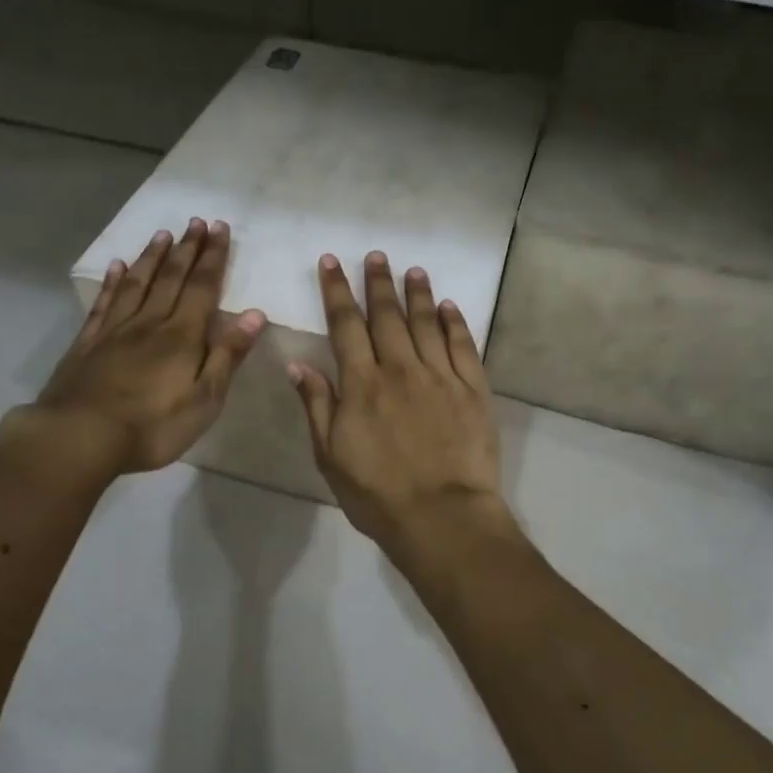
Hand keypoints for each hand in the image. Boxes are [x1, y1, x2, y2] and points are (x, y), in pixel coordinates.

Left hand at [32, 218, 264, 476]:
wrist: (80, 437)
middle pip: (171, 278)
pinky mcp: (88, 344)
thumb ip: (228, 355)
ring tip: (163, 234)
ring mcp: (114, 330)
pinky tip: (115, 267)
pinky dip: (111, 282)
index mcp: (182, 336)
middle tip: (196, 222)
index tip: (220, 228)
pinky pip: (103, 304)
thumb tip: (255, 315)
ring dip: (152, 258)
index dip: (213, 258)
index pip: (202, 287)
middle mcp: (150, 323)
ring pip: (137, 283)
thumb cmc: (153, 425)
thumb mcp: (205, 399)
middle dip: (187, 249)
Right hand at [289, 251, 513, 560]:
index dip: (337, 291)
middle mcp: (400, 369)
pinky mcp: (473, 390)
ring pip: (427, 323)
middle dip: (379, 282)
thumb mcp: (331, 457)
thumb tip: (299, 364)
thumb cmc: (378, 494)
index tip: (332, 262)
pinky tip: (450, 308)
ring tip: (413, 270)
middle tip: (376, 255)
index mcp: (362, 384)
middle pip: (387, 316)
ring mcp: (440, 376)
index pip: (346, 325)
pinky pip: (463, 346)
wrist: (442, 516)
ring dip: (418, 294)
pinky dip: (455, 323)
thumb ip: (318, 406)